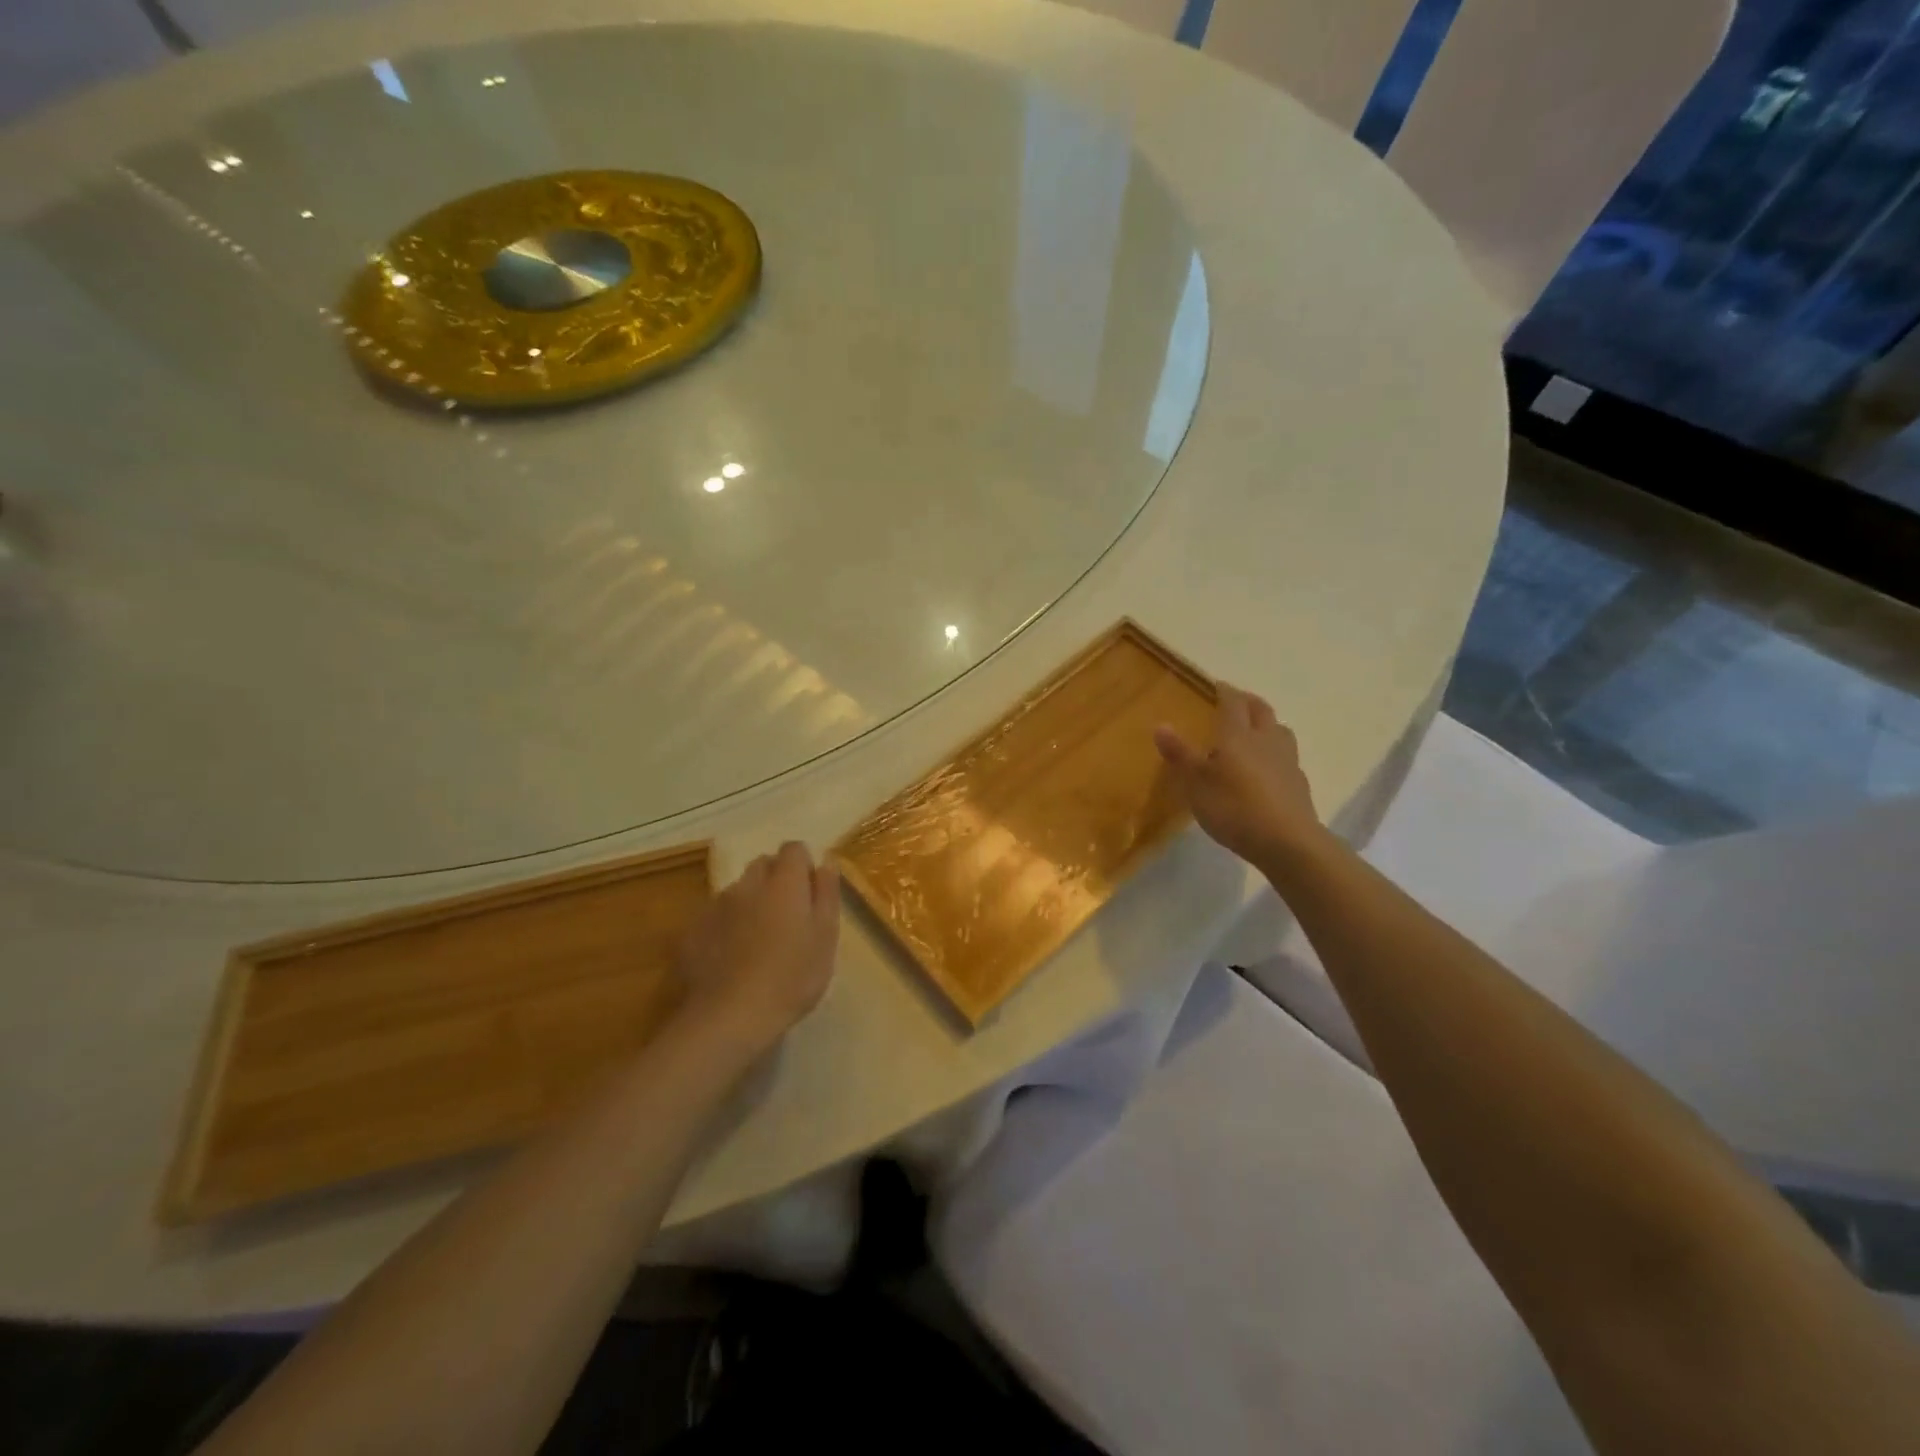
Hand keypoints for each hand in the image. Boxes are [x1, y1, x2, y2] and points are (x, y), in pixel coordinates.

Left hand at [674, 841, 840, 1057]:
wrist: (729, 1017)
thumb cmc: (791, 978)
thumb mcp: (826, 938)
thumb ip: (827, 894)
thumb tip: (825, 863)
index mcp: (783, 882)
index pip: (793, 849)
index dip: (803, 867)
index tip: (810, 895)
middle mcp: (747, 884)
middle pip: (763, 865)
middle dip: (776, 881)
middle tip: (788, 919)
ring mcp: (715, 906)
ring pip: (738, 891)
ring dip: (751, 903)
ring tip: (759, 942)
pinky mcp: (692, 931)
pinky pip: (716, 916)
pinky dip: (726, 926)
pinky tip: (732, 958)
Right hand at [1154, 684, 1325, 871]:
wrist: (1287, 841)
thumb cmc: (1234, 807)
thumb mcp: (1196, 783)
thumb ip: (1180, 754)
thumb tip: (1161, 725)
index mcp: (1238, 736)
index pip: (1233, 703)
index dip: (1225, 691)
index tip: (1217, 685)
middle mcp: (1265, 740)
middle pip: (1261, 711)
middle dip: (1248, 701)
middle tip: (1237, 700)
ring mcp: (1287, 761)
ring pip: (1279, 731)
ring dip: (1267, 724)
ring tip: (1256, 730)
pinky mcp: (1298, 784)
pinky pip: (1287, 757)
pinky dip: (1276, 753)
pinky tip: (1268, 768)